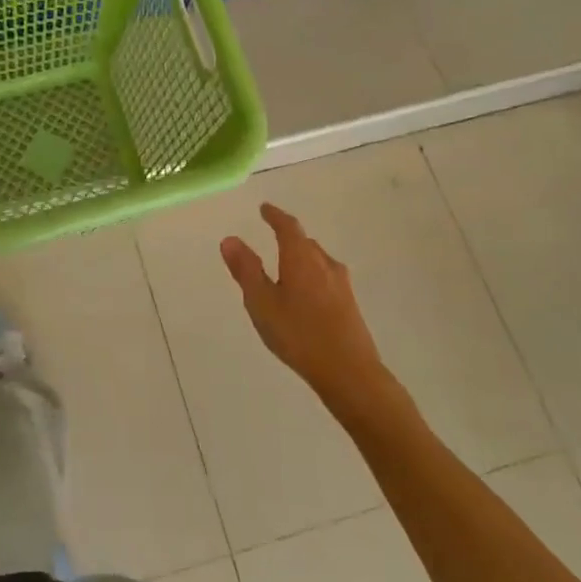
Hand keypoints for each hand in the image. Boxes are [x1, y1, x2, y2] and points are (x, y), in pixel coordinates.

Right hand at [220, 204, 384, 402]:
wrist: (350, 372)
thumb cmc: (299, 333)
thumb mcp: (261, 302)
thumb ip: (246, 270)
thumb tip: (230, 239)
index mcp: (301, 258)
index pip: (288, 227)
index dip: (275, 215)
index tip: (265, 208)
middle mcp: (324, 264)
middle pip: (305, 242)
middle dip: (288, 237)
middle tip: (272, 236)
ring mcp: (341, 285)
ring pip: (317, 260)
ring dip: (301, 257)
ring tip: (286, 267)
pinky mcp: (349, 304)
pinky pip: (325, 278)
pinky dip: (311, 276)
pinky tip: (305, 295)